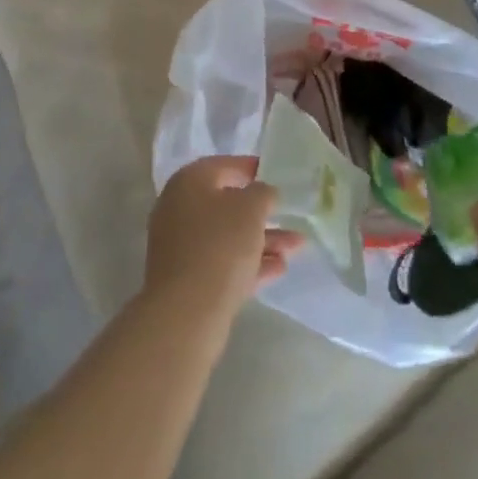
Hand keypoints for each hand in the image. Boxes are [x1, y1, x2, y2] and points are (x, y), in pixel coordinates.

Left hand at [144, 157, 302, 327]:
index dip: (249, 167)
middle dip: (261, 211)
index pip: (222, 165)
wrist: (186, 313)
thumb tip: (262, 193)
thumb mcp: (250, 209)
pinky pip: (224, 263)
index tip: (273, 173)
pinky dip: (250, 263)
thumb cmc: (219, 245)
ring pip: (228, 236)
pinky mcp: (189, 280)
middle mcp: (180, 209)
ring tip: (297, 246)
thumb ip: (262, 193)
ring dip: (263, 239)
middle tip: (288, 213)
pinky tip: (280, 268)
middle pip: (226, 204)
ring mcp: (182, 247)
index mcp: (189, 182)